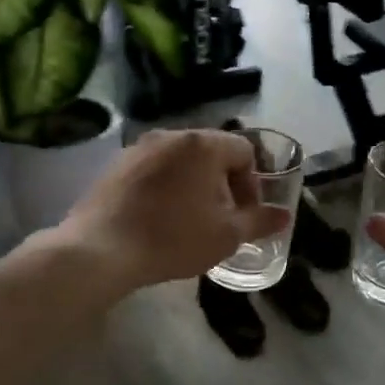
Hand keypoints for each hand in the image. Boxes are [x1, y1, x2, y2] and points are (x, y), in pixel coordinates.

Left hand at [51, 129, 288, 293]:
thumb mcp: (226, 236)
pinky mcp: (116, 164)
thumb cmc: (173, 238)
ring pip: (181, 160)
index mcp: (203, 144)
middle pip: (212, 151)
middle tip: (219, 218)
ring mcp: (140, 147)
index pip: (244, 151)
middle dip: (223, 183)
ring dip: (193, 184)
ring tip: (188, 219)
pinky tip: (157, 217)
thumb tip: (284, 215)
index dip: (252, 183)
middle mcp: (172, 134)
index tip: (243, 214)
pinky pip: (154, 168)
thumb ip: (259, 221)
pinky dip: (164, 186)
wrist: (99, 250)